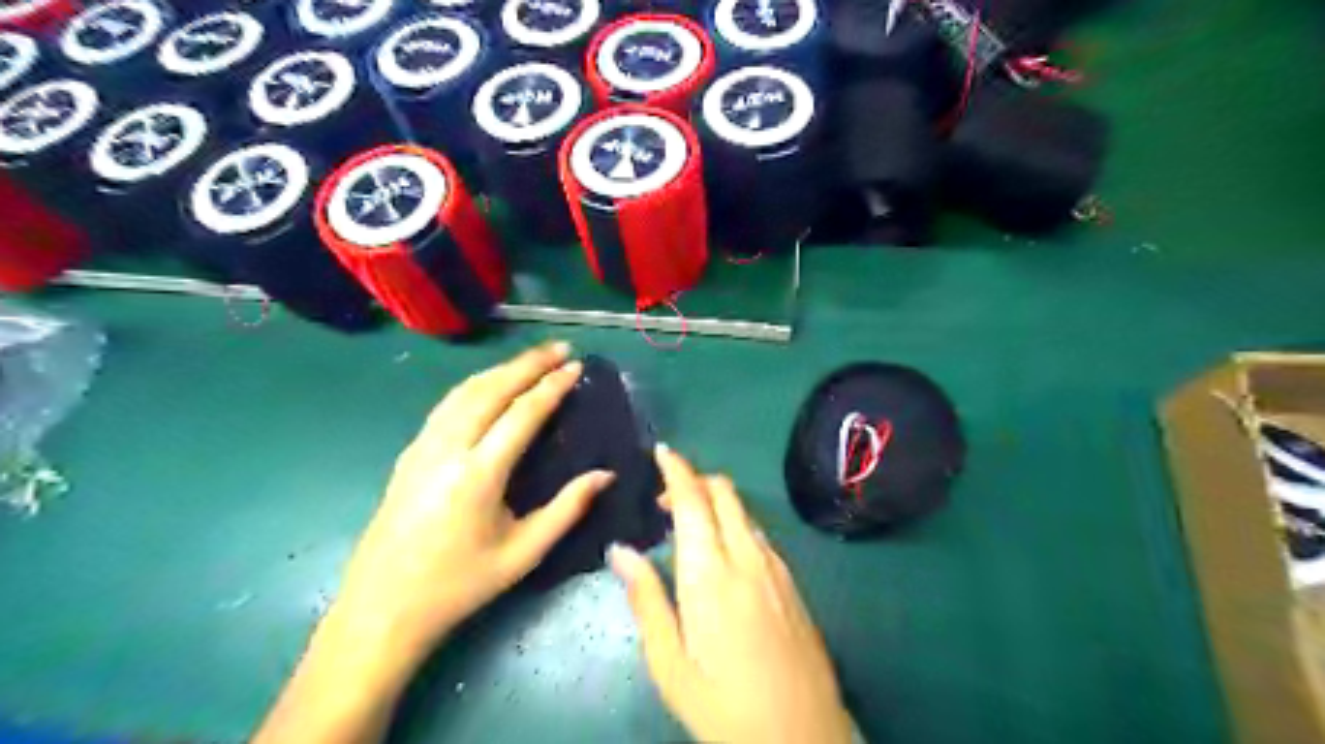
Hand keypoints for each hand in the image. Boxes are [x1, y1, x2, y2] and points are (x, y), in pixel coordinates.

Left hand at [337, 344, 615, 662]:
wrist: (381, 609)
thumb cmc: (459, 585)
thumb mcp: (523, 553)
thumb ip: (567, 509)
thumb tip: (605, 474)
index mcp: (478, 474)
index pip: (522, 414)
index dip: (552, 387)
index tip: (575, 367)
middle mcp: (447, 449)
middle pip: (491, 389)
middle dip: (528, 363)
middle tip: (560, 348)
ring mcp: (422, 447)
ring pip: (464, 391)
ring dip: (501, 369)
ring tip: (531, 360)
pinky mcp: (410, 453)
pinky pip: (447, 405)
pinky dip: (476, 385)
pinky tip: (490, 385)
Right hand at [607, 447, 848, 743]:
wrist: (804, 739)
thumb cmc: (724, 707)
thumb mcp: (671, 665)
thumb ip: (646, 599)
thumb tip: (620, 550)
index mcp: (710, 574)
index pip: (693, 501)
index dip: (676, 469)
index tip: (661, 451)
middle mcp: (747, 557)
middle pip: (724, 493)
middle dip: (695, 479)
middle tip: (664, 498)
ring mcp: (776, 567)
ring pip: (743, 510)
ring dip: (715, 501)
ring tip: (688, 524)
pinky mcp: (792, 582)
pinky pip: (758, 533)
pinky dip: (735, 523)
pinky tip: (722, 553)